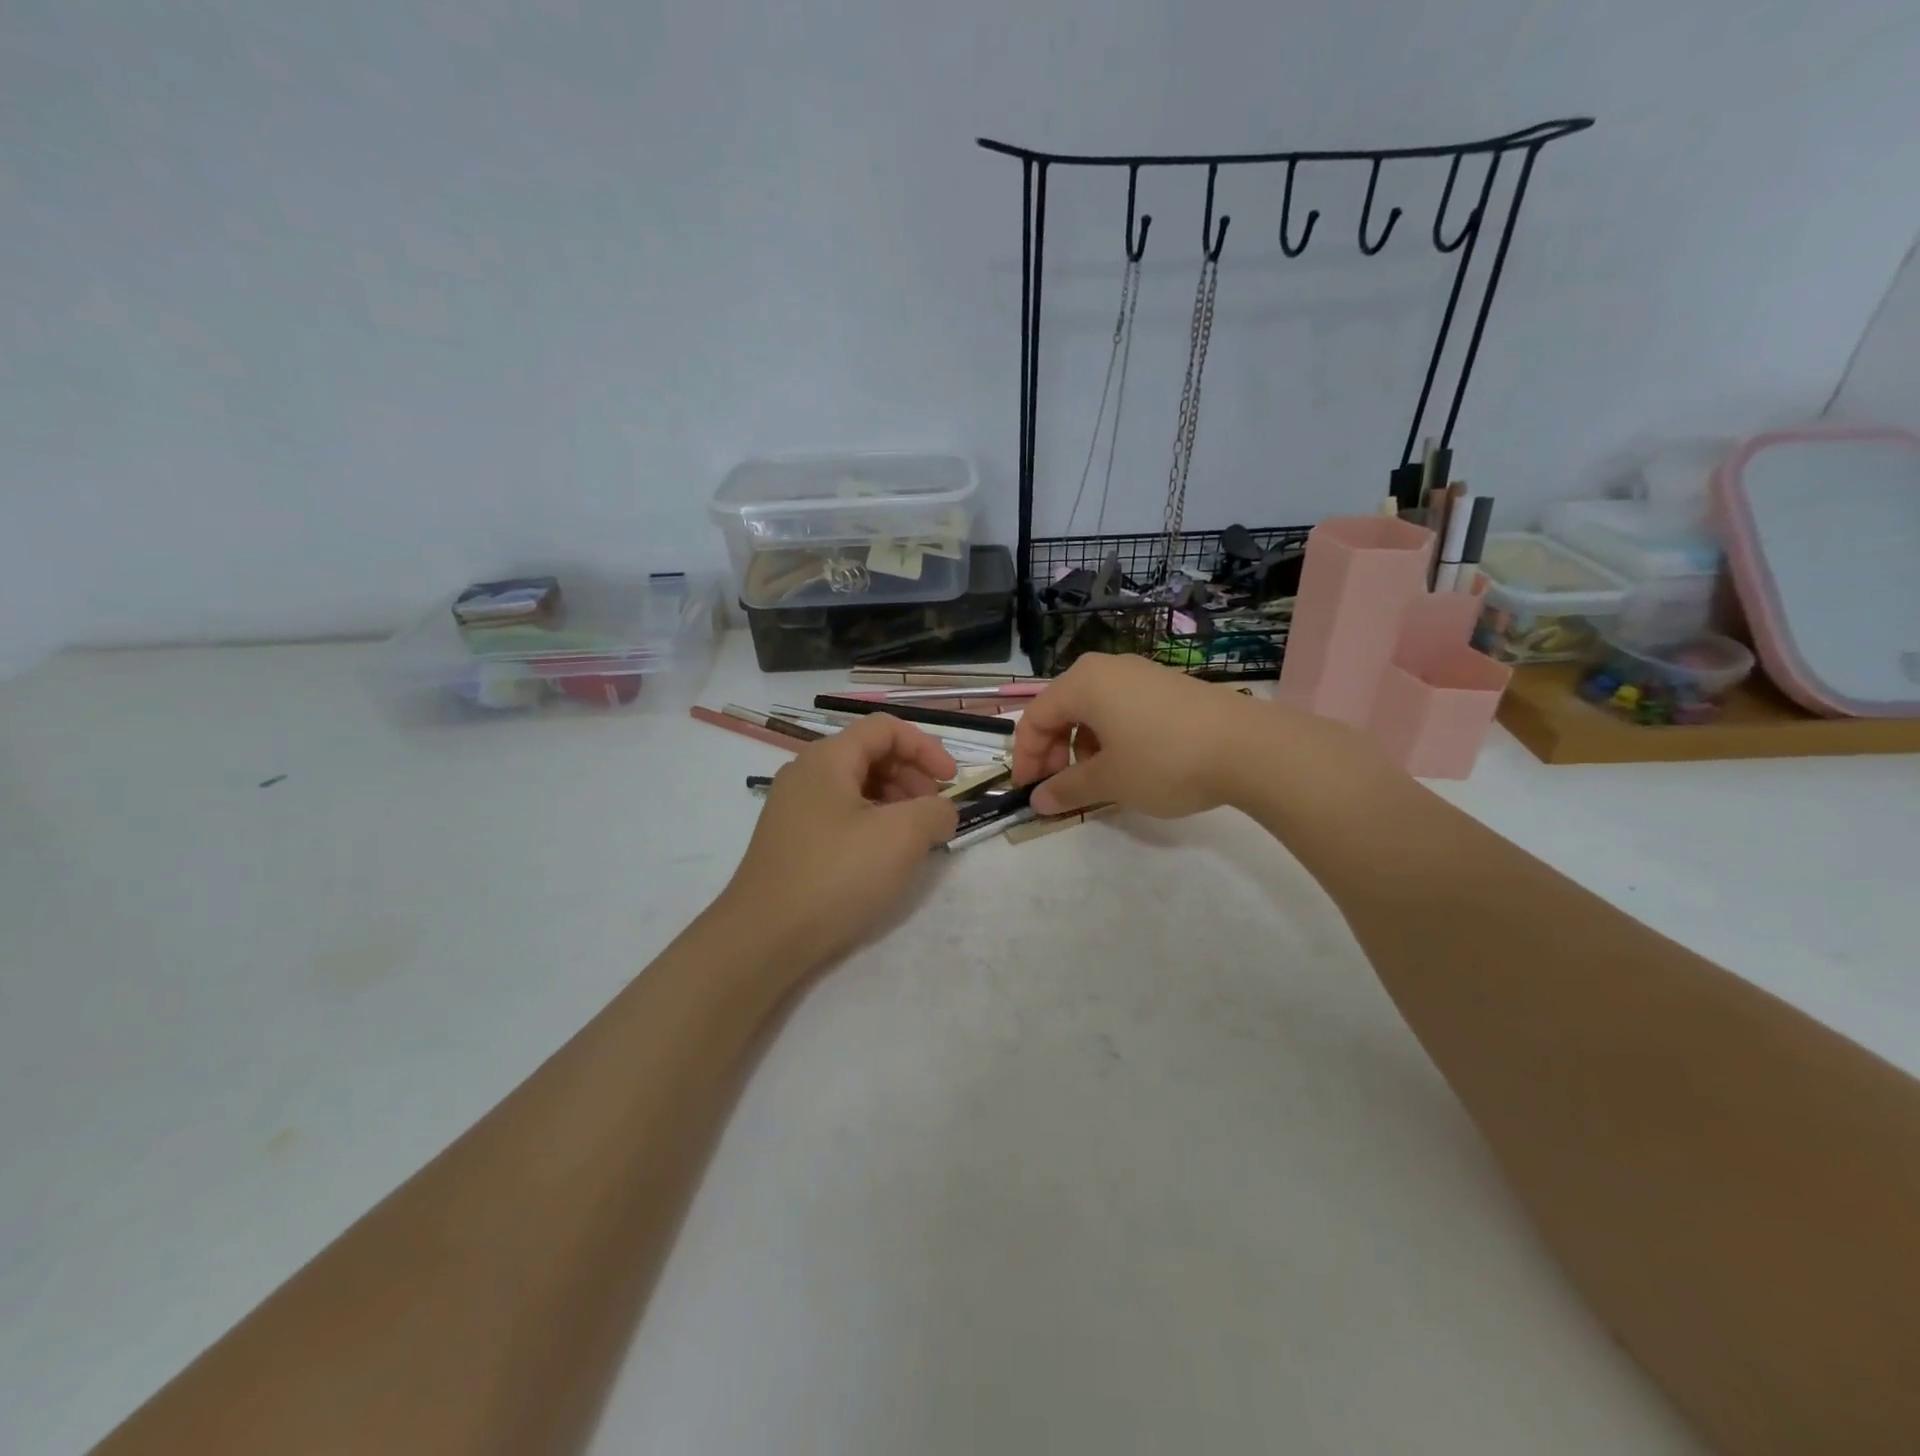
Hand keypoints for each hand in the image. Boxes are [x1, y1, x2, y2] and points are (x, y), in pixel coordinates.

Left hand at [718, 714, 958, 972]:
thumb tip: (943, 811)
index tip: (952, 782)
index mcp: (827, 758)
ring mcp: (795, 808)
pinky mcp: (793, 840)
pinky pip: (841, 815)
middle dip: (912, 776)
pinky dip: (872, 824)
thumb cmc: (836, 875)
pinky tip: (885, 857)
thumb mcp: (901, 837)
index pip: (885, 728)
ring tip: (915, 839)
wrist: (764, 938)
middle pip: (870, 754)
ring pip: (857, 787)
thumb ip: (935, 812)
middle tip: (934, 813)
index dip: (926, 748)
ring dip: (895, 802)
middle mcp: (806, 774)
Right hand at [1013, 653, 1372, 818]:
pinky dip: (1111, 737)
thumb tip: (1038, 800)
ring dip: (1082, 747)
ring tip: (1097, 781)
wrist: (1248, 747)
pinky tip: (1128, 765)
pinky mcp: (1167, 686)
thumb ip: (1068, 789)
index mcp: (1083, 682)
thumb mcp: (1110, 781)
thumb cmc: (1164, 760)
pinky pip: (1121, 708)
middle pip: (1062, 709)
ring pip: (1093, 710)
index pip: (1035, 717)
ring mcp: (1141, 674)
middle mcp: (1107, 668)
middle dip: (1053, 751)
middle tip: (1059, 788)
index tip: (1028, 791)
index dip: (1025, 757)